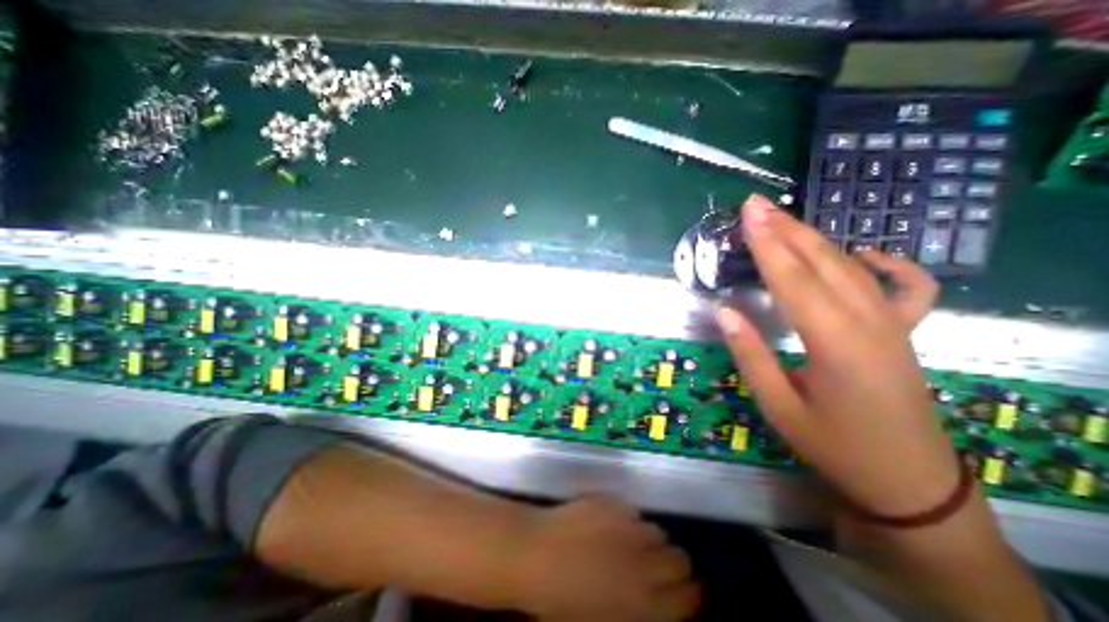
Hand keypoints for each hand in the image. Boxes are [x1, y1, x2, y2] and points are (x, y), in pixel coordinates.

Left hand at [509, 496, 695, 621]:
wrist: (536, 555)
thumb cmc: (561, 604)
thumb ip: (639, 615)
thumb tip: (656, 605)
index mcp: (645, 604)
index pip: (691, 596)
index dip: (692, 594)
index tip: (686, 592)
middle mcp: (644, 563)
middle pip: (681, 559)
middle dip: (674, 566)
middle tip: (656, 568)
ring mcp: (628, 528)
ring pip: (657, 532)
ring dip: (649, 542)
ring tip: (630, 546)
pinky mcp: (613, 503)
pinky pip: (633, 513)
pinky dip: (628, 522)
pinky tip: (610, 527)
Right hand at [714, 197, 958, 516]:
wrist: (906, 481)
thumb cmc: (833, 445)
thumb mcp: (778, 406)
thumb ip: (751, 354)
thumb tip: (725, 311)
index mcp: (834, 343)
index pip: (792, 280)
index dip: (767, 244)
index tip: (748, 214)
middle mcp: (868, 323)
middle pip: (822, 262)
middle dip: (786, 229)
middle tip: (756, 205)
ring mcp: (893, 325)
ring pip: (852, 267)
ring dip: (815, 239)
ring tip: (784, 219)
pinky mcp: (903, 333)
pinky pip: (905, 287)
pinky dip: (886, 263)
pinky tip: (862, 253)